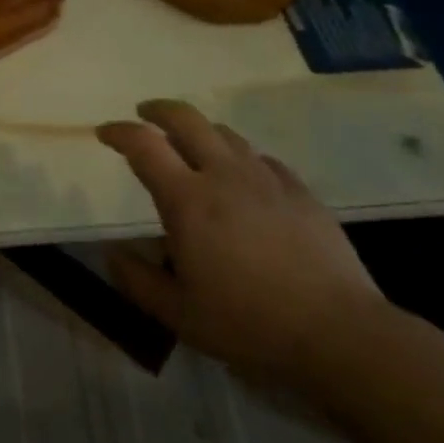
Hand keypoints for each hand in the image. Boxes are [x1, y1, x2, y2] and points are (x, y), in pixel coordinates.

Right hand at [98, 100, 386, 399]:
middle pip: (186, 119)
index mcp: (188, 199)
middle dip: (159, 109)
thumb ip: (138, 281)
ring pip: (225, 133)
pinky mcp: (299, 191)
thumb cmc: (248, 324)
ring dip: (200, 130)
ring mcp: (266, 179)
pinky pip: (261, 159)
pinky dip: (240, 158)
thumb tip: (113, 254)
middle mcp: (224, 175)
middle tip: (144, 114)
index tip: (105, 133)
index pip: (143, 145)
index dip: (119, 132)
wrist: (338, 333)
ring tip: (191, 145)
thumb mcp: (179, 314)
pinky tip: (243, 178)